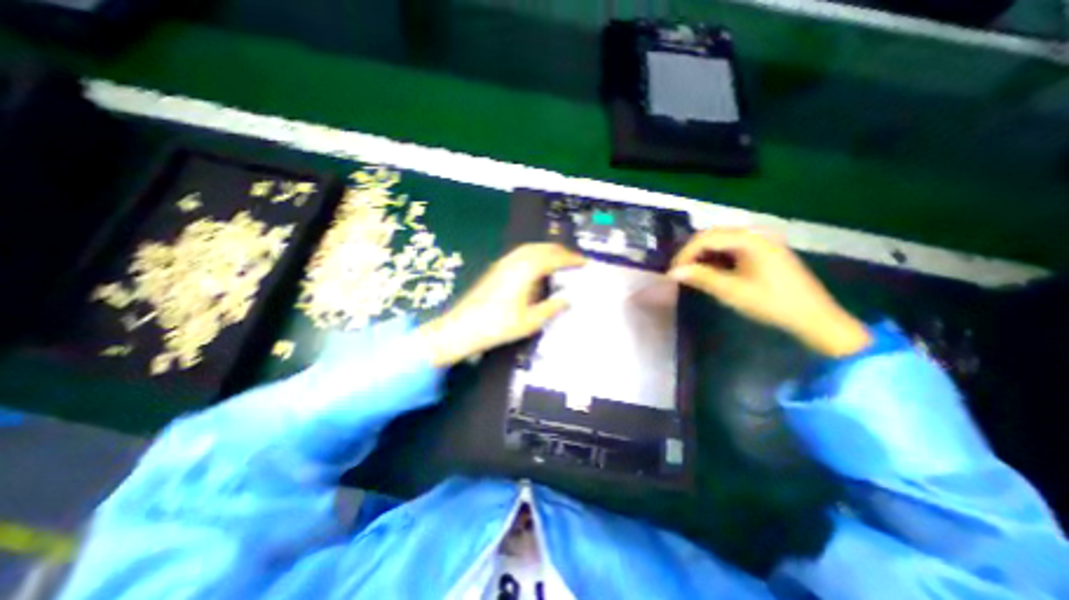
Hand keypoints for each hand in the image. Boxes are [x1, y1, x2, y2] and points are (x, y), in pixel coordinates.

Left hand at [417, 242, 584, 365]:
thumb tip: (567, 299)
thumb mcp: (530, 321)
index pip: (553, 258)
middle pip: (541, 248)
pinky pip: (520, 253)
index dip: (570, 259)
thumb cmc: (498, 326)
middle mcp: (514, 262)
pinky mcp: (496, 269)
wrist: (463, 327)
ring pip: (529, 248)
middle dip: (560, 251)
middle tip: (574, 260)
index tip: (583, 262)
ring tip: (558, 261)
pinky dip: (534, 254)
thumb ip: (551, 307)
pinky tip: (536, 266)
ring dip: (546, 251)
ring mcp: (503, 264)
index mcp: (525, 271)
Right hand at [671, 225, 871, 355]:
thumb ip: (701, 277)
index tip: (673, 271)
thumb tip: (673, 272)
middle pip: (713, 235)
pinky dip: (717, 258)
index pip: (707, 238)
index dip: (685, 253)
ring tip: (691, 272)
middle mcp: (756, 234)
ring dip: (703, 255)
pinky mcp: (764, 252)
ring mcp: (762, 242)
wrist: (813, 318)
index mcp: (750, 240)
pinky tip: (711, 271)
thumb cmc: (771, 303)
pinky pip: (733, 248)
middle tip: (679, 271)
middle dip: (692, 252)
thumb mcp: (732, 291)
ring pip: (722, 241)